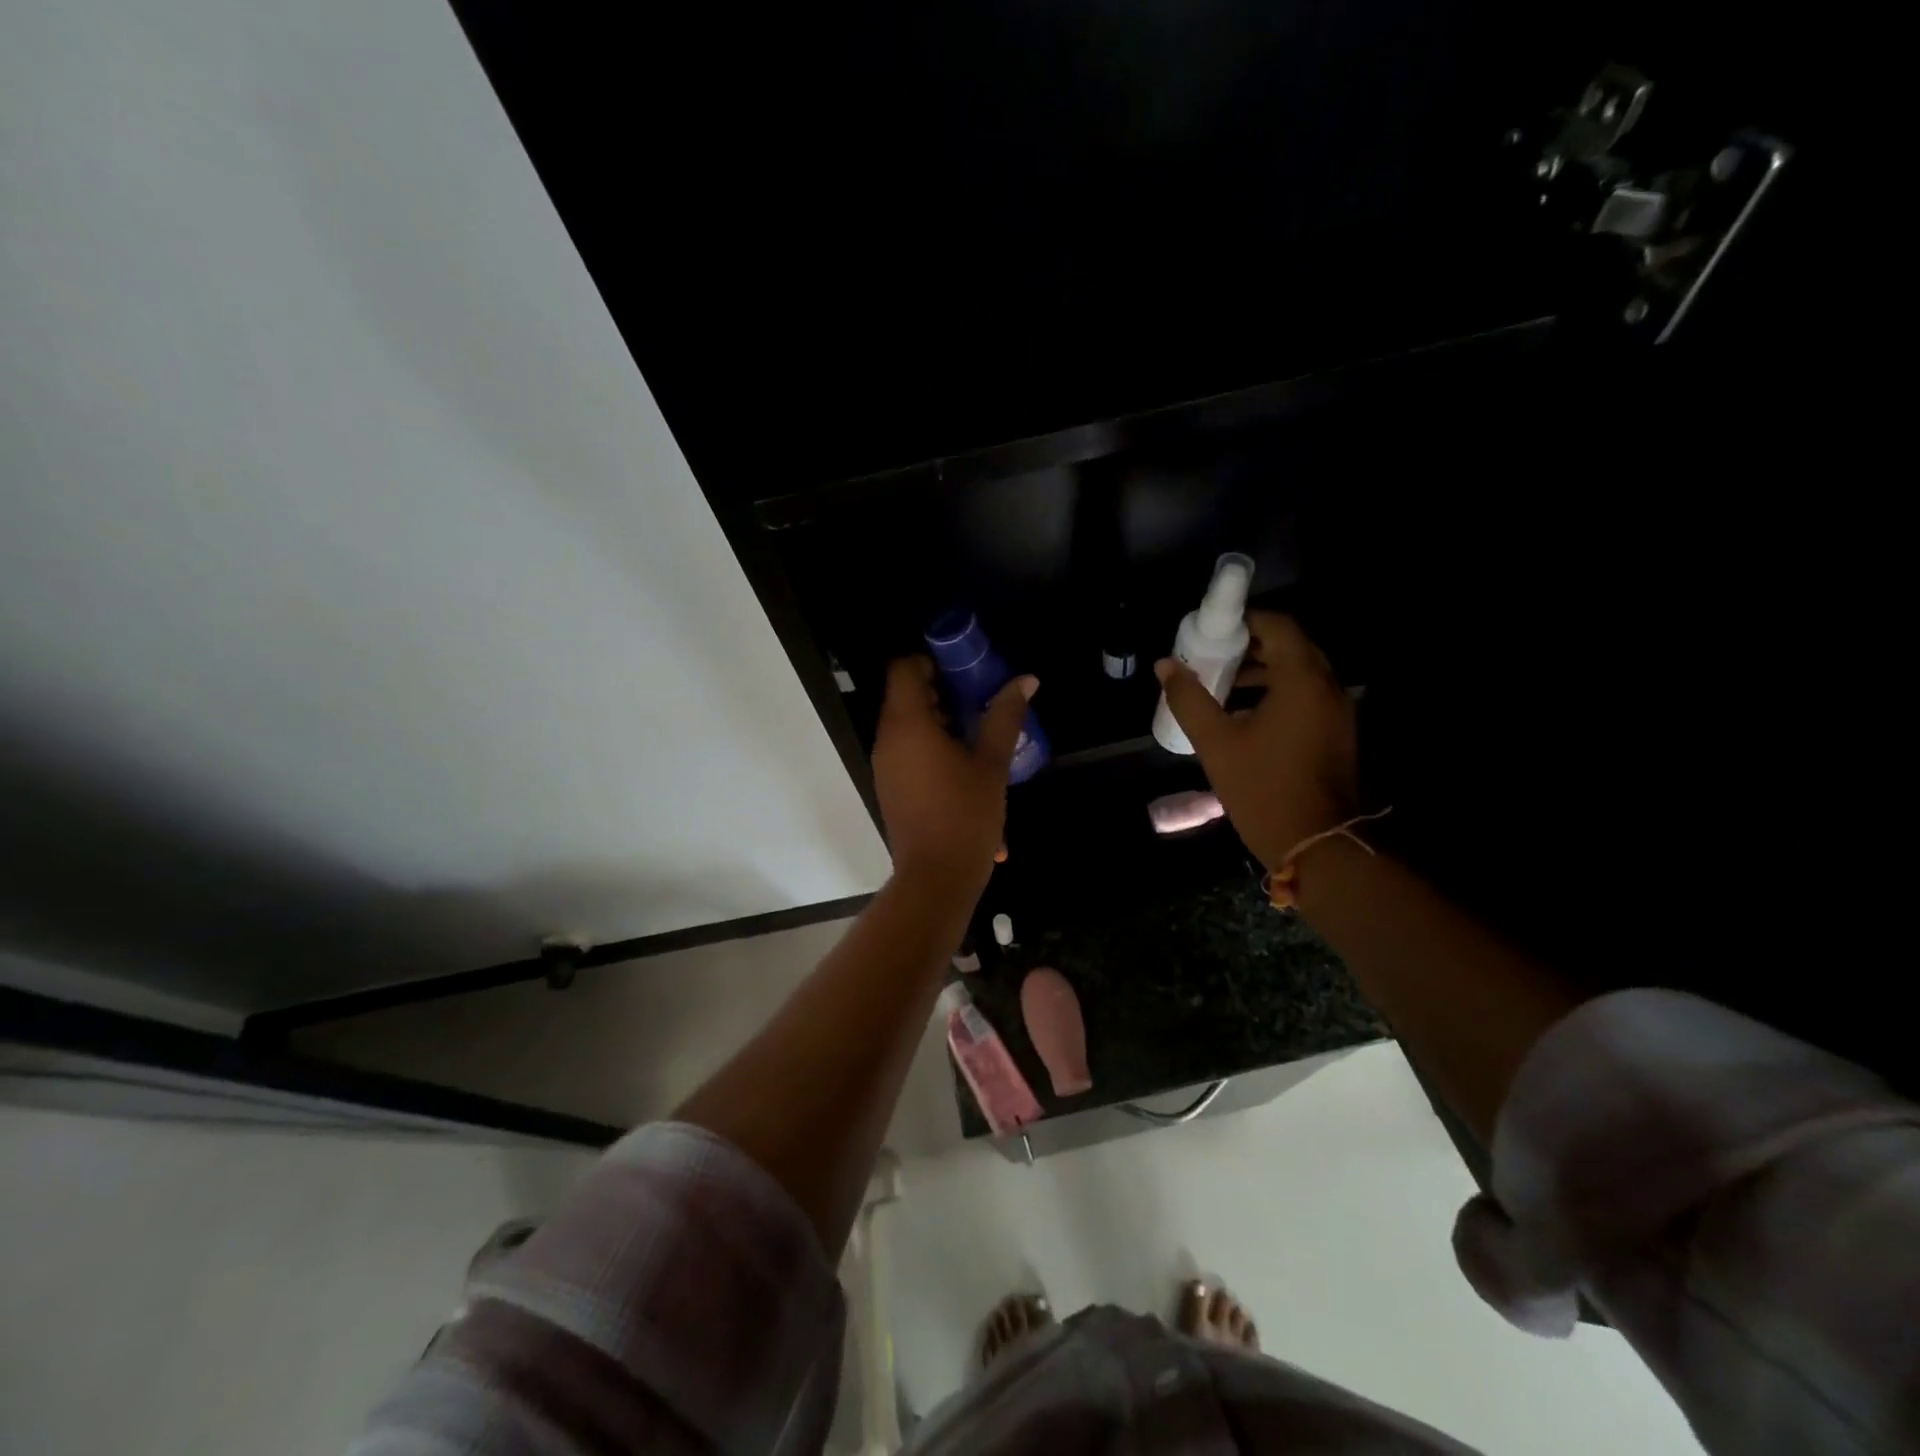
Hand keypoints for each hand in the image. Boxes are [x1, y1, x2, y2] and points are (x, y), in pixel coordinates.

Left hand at [872, 656, 1036, 889]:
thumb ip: (1005, 716)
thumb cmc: (966, 815)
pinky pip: (904, 747)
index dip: (931, 660)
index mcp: (907, 724)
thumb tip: (1026, 680)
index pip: (903, 668)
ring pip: (904, 722)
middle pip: (903, 693)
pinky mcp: (889, 784)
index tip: (964, 670)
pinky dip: (927, 741)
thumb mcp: (991, 763)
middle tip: (978, 696)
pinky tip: (961, 759)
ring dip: (936, 717)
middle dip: (939, 688)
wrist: (936, 877)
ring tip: (975, 728)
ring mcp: (884, 764)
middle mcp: (887, 738)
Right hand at [1155, 611, 1356, 869]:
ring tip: (1222, 684)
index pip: (1280, 626)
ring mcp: (1337, 711)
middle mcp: (1328, 687)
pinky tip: (1245, 714)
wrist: (1316, 843)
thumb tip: (1165, 665)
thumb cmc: (1262, 788)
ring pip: (1301, 672)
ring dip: (1264, 670)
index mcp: (1302, 680)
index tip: (1213, 630)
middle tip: (1213, 654)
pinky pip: (1307, 695)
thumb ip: (1189, 699)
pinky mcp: (1337, 732)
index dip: (1246, 621)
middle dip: (1252, 645)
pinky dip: (1279, 692)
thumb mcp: (1216, 742)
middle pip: (1292, 646)